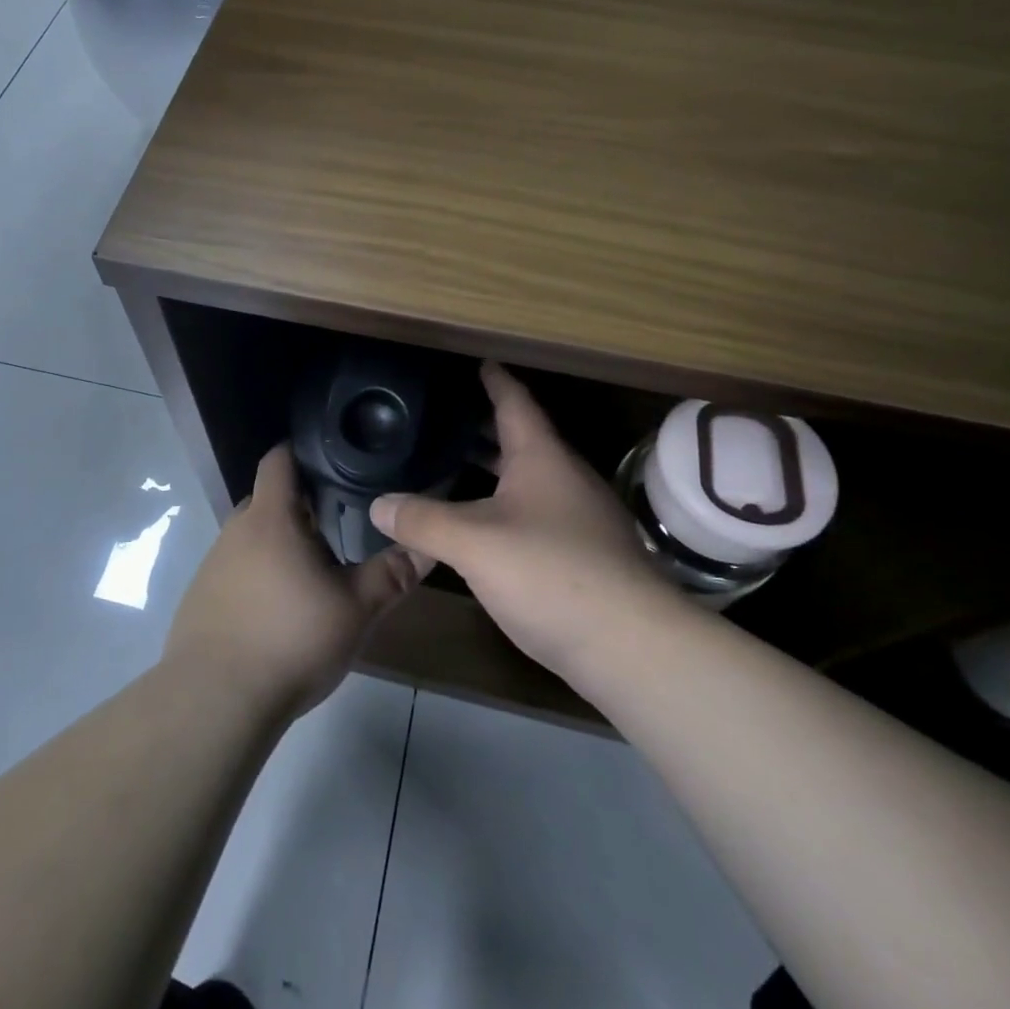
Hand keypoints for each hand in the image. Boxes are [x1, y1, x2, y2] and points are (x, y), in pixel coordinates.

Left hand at [166, 443, 424, 716]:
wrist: (215, 700)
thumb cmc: (290, 640)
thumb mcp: (354, 609)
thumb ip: (392, 575)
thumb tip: (429, 547)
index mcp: (271, 518)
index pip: (279, 459)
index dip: (302, 452)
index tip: (333, 461)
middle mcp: (236, 531)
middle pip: (267, 500)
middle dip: (299, 506)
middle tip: (336, 524)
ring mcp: (212, 564)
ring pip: (251, 538)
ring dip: (278, 545)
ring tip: (312, 571)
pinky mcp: (199, 598)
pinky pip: (235, 571)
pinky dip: (257, 577)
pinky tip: (277, 611)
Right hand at [370, 362, 686, 681]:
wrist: (631, 646)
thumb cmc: (550, 573)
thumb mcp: (473, 544)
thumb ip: (422, 521)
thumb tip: (378, 505)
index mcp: (542, 458)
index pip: (515, 403)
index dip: (495, 381)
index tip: (479, 362)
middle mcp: (565, 478)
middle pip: (521, 441)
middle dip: (484, 428)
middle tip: (444, 420)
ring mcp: (580, 518)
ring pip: (529, 480)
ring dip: (494, 471)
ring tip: (452, 467)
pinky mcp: (584, 555)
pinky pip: (535, 514)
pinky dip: (504, 506)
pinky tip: (482, 528)